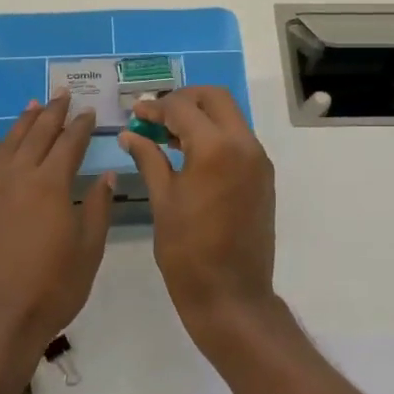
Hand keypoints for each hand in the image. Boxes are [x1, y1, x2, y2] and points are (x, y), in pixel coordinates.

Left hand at [0, 94, 112, 390]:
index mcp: (52, 185)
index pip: (69, 144)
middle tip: (62, 93)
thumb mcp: (89, 250)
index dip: (81, 126)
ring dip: (22, 123)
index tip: (90, 111)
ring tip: (33, 105)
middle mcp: (19, 178)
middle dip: (52, 113)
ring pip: (8, 145)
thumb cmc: (52, 288)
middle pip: (37, 135)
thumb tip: (105, 174)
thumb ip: (98, 208)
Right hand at [117, 87, 278, 348]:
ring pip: (230, 117)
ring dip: (201, 116)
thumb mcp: (162, 201)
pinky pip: (239, 140)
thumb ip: (149, 159)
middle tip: (156, 115)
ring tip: (167, 134)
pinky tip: (189, 155)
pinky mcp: (263, 177)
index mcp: (216, 148)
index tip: (136, 114)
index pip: (183, 108)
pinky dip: (215, 135)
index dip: (155, 107)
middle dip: (184, 99)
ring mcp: (258, 161)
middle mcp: (245, 145)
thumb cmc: (188, 252)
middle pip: (215, 98)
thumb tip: (130, 134)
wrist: (231, 295)